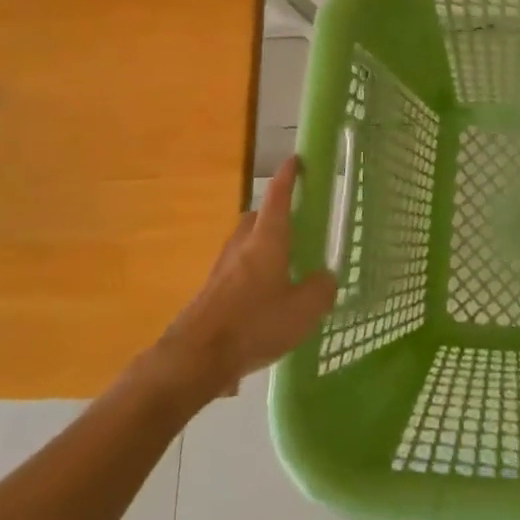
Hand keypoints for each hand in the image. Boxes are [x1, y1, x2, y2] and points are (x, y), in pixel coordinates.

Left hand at [158, 157, 336, 396]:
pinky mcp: (210, 293)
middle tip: (294, 227)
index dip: (288, 176)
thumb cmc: (254, 324)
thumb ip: (321, 290)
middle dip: (273, 216)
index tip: (296, 160)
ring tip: (283, 270)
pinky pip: (236, 273)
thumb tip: (325, 279)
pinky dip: (251, 277)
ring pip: (244, 246)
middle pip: (257, 219)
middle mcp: (242, 245)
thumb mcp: (303, 310)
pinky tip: (263, 303)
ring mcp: (221, 269)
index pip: (278, 197)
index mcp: (267, 239)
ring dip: (262, 248)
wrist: (193, 358)